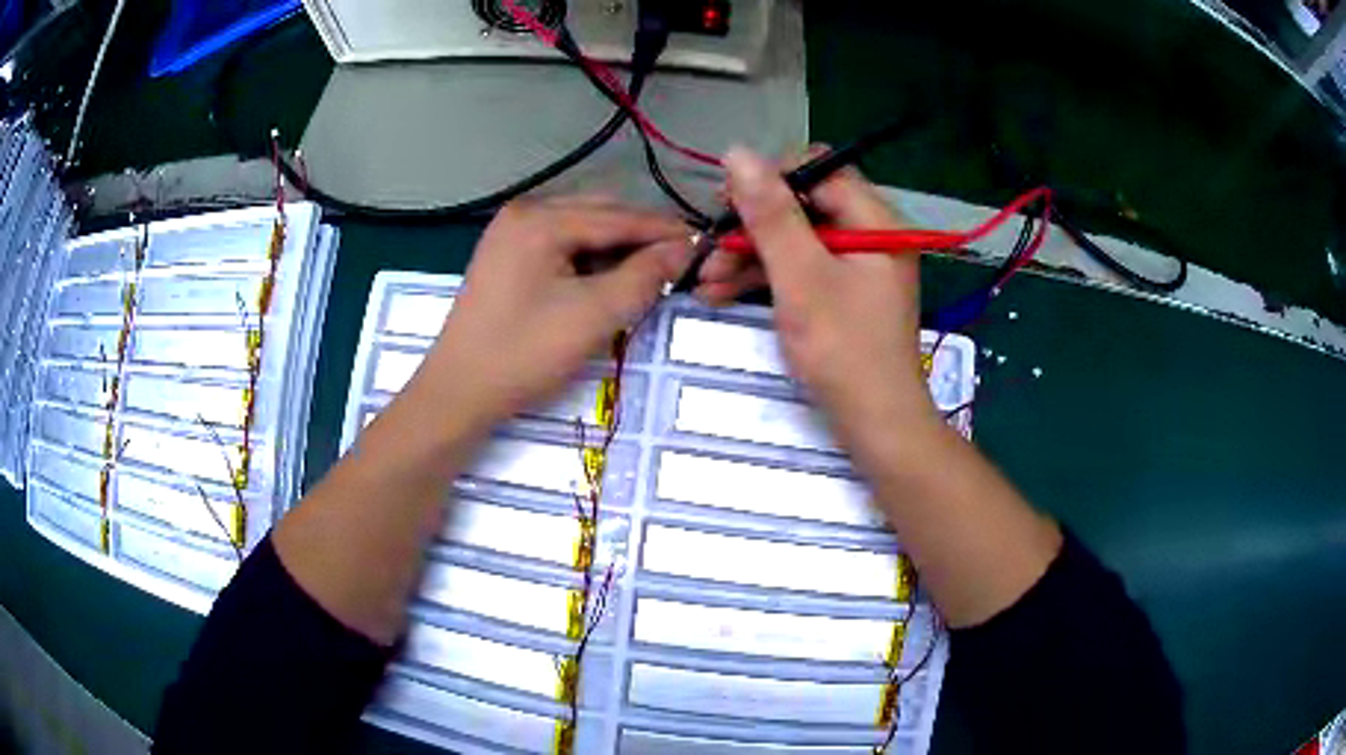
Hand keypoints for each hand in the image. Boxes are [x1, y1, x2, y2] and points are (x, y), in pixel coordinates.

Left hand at [415, 197, 692, 431]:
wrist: (459, 392)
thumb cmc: (524, 353)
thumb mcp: (595, 315)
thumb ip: (645, 276)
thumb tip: (684, 248)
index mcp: (540, 218)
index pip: (619, 216)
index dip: (665, 231)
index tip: (706, 245)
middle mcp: (523, 212)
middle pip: (599, 213)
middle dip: (639, 238)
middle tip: (675, 266)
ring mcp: (509, 232)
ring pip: (580, 228)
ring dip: (614, 248)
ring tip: (643, 277)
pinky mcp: (505, 255)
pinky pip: (559, 244)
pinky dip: (587, 258)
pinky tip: (602, 281)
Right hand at [695, 147, 937, 441]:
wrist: (877, 425)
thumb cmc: (844, 351)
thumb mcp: (800, 277)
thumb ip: (770, 214)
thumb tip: (737, 152)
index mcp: (875, 220)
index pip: (818, 171)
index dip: (769, 179)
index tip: (725, 203)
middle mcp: (870, 234)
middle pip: (803, 206)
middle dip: (751, 226)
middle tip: (709, 245)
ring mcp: (857, 266)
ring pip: (796, 240)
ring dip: (749, 256)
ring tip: (704, 279)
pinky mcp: (843, 293)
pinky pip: (801, 269)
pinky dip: (765, 278)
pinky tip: (721, 293)